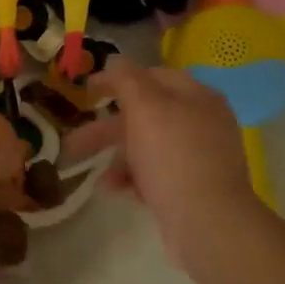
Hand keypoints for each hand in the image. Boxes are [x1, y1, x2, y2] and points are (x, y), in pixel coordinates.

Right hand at [65, 61, 266, 269]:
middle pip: (147, 115)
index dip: (118, 80)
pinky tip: (117, 190)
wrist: (208, 222)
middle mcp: (203, 122)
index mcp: (197, 96)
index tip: (86, 91)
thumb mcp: (145, 108)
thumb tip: (114, 61)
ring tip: (99, 176)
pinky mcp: (193, 187)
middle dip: (109, 128)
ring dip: (119, 158)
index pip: (153, 76)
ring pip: (149, 147)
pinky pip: (157, 174)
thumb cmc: (173, 157)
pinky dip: (134, 178)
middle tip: (76, 141)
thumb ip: (126, 79)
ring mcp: (200, 157)